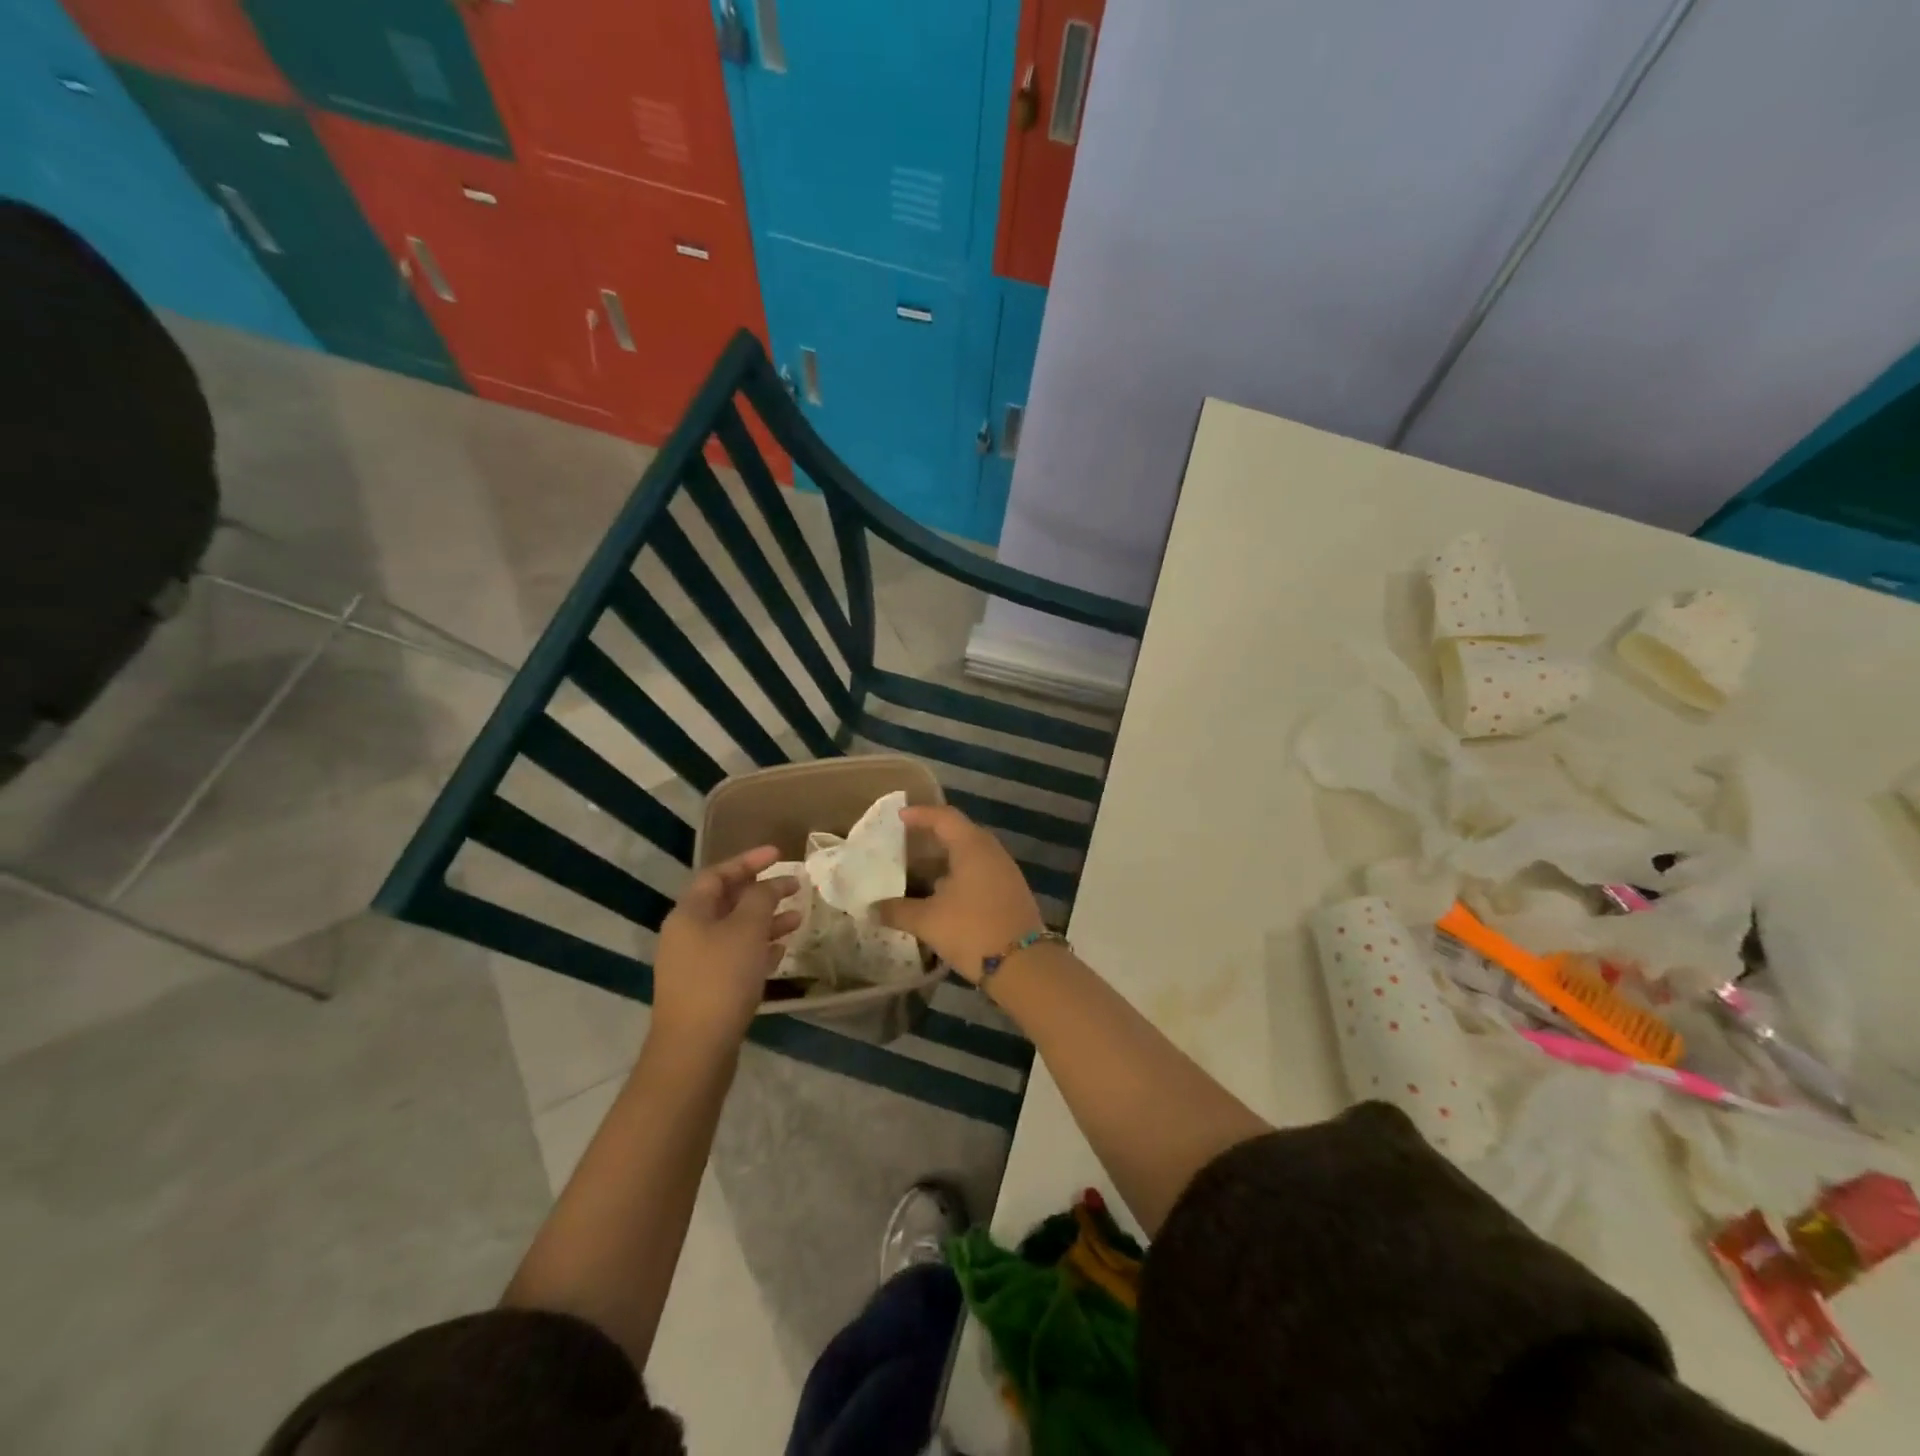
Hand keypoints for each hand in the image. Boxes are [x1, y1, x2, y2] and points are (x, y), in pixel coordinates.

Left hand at [653, 846, 799, 1047]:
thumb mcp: (747, 929)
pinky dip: (758, 949)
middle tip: (795, 887)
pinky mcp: (706, 990)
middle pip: (726, 902)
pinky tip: (781, 952)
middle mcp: (687, 934)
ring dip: (765, 921)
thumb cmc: (721, 979)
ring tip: (798, 919)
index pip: (718, 874)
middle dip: (762, 892)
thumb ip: (761, 898)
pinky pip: (735, 957)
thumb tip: (770, 884)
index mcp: (689, 913)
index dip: (749, 861)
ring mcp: (695, 964)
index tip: (780, 854)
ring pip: (734, 931)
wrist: (695, 1050)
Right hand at [874, 805, 1043, 982]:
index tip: (899, 817)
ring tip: (919, 871)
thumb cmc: (973, 930)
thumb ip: (898, 910)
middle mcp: (992, 852)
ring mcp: (1005, 872)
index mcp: (972, 846)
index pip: (944, 817)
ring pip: (970, 855)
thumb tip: (872, 909)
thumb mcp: (929, 921)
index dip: (920, 814)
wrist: (1025, 965)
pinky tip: (943, 895)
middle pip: (959, 833)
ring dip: (945, 860)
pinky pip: (980, 872)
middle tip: (906, 843)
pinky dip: (959, 876)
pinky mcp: (1010, 892)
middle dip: (932, 836)